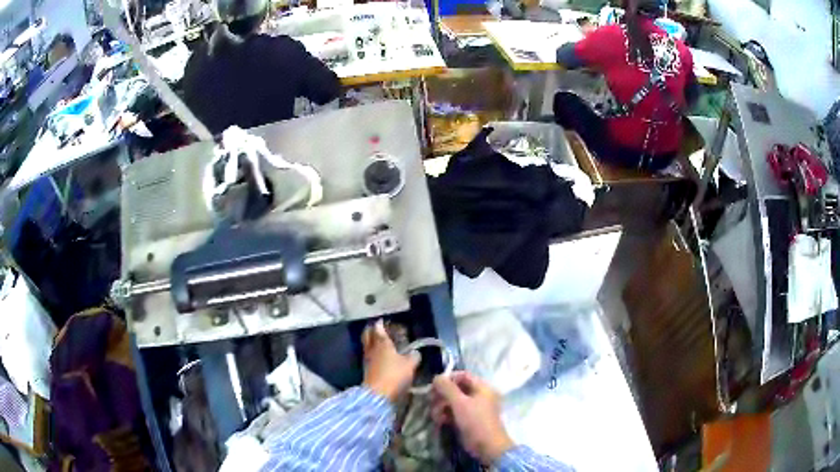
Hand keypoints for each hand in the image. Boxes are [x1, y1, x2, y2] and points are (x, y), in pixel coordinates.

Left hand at [362, 319, 419, 401]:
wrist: (378, 394)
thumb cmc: (394, 375)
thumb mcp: (410, 365)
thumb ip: (414, 357)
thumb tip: (416, 352)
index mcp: (382, 343)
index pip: (379, 329)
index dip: (380, 324)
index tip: (381, 320)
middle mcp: (372, 349)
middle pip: (367, 335)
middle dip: (370, 330)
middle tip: (375, 328)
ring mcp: (367, 360)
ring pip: (367, 346)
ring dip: (371, 342)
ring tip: (377, 341)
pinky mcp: (366, 370)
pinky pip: (368, 357)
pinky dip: (373, 353)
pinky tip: (378, 356)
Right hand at [431, 371, 514, 464]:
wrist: (487, 446)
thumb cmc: (476, 421)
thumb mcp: (460, 403)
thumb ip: (447, 388)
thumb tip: (436, 377)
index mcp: (482, 387)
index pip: (463, 375)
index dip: (448, 378)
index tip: (434, 385)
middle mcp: (479, 395)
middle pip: (456, 389)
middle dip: (442, 395)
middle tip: (431, 401)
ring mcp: (473, 408)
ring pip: (453, 401)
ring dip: (442, 406)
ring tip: (435, 415)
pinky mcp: (468, 420)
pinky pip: (454, 412)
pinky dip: (446, 415)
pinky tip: (440, 420)